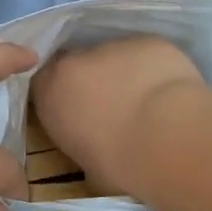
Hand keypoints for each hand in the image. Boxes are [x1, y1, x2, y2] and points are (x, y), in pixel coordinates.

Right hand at [30, 37, 205, 198]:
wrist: (169, 140)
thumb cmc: (120, 166)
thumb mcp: (87, 169)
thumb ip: (82, 147)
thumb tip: (94, 150)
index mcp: (51, 92)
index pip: (42, 84)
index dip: (59, 97)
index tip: (73, 114)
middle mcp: (76, 61)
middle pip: (77, 65)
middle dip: (90, 81)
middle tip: (111, 108)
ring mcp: (115, 46)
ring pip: (114, 57)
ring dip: (123, 74)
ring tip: (146, 101)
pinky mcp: (150, 41)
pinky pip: (146, 54)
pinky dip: (153, 68)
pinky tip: (168, 91)